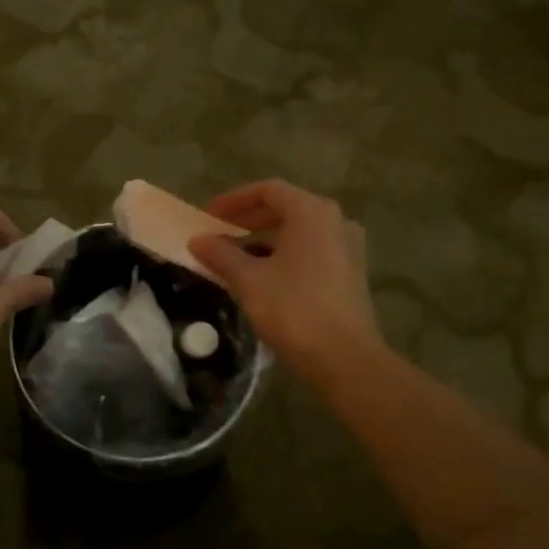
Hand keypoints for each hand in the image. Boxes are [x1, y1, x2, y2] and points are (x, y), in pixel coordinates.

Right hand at [187, 180, 380, 381]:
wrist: (344, 358)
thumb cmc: (293, 308)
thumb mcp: (248, 279)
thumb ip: (221, 254)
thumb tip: (197, 240)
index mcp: (311, 212)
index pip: (267, 190)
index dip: (234, 200)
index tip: (208, 215)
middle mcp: (335, 220)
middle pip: (285, 207)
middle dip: (248, 219)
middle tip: (219, 232)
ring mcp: (347, 247)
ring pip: (298, 231)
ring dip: (265, 239)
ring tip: (235, 256)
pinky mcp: (350, 272)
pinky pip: (311, 250)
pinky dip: (284, 254)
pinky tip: (262, 276)